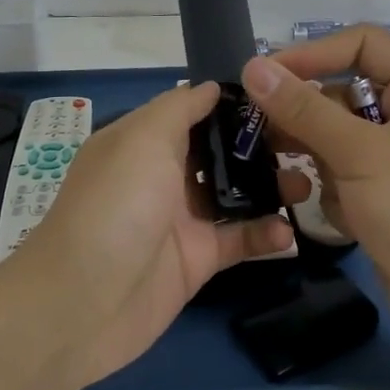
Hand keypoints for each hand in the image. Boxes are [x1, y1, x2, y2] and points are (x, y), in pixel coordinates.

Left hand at [0, 82, 291, 389]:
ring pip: (235, 195)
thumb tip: (211, 87)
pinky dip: (264, 235)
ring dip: (271, 188)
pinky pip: (238, 241)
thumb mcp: (141, 139)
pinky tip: (289, 233)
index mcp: (144, 140)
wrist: (82, 302)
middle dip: (259, 145)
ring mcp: (181, 219)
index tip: (280, 95)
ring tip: (307, 182)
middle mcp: (162, 175)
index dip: (232, 103)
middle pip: (219, 152)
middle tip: (306, 140)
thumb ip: (179, 109)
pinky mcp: (196, 260)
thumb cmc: (116, 205)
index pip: (194, 111)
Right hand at [244, 27, 389, 366]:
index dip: (312, 53)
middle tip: (259, 132)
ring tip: (298, 179)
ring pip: (336, 136)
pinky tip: (343, 217)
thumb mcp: (360, 153)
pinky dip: (334, 191)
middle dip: (306, 117)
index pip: (361, 44)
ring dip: (317, 159)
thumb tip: (253, 66)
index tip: (263, 76)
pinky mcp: (386, 193)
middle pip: (343, 92)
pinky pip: (343, 173)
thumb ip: (304, 108)